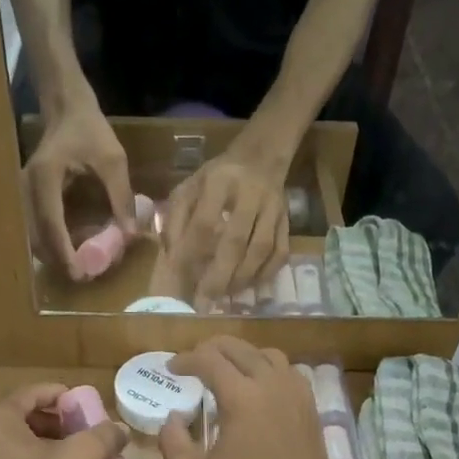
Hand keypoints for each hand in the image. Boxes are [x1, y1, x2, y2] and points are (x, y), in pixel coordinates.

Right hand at [23, 96, 135, 279]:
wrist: (67, 109)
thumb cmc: (90, 130)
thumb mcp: (113, 160)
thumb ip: (121, 196)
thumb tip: (130, 234)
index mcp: (45, 178)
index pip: (50, 223)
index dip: (63, 252)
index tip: (77, 274)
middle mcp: (27, 188)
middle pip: (37, 236)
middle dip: (59, 260)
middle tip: (86, 276)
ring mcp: (24, 194)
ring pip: (34, 235)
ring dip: (55, 254)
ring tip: (82, 266)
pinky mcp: (29, 198)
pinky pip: (37, 227)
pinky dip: (53, 243)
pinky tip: (73, 250)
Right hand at [158, 338, 341, 458]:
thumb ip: (172, 442)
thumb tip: (172, 418)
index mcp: (243, 398)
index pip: (209, 359)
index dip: (185, 359)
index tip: (171, 369)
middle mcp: (273, 386)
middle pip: (239, 348)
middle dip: (211, 349)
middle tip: (192, 364)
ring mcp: (298, 396)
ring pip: (268, 355)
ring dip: (242, 356)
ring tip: (225, 373)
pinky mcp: (312, 411)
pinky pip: (289, 373)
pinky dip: (267, 370)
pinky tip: (256, 391)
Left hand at [164, 144, 290, 310]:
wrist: (259, 158)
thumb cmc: (215, 179)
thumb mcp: (188, 187)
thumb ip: (174, 218)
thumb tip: (170, 255)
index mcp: (219, 181)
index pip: (204, 222)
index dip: (192, 253)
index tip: (182, 278)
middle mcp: (250, 193)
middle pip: (236, 241)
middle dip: (219, 275)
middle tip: (204, 300)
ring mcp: (273, 208)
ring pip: (261, 250)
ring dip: (241, 278)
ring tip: (223, 296)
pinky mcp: (288, 221)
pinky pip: (280, 253)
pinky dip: (265, 274)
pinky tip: (248, 286)